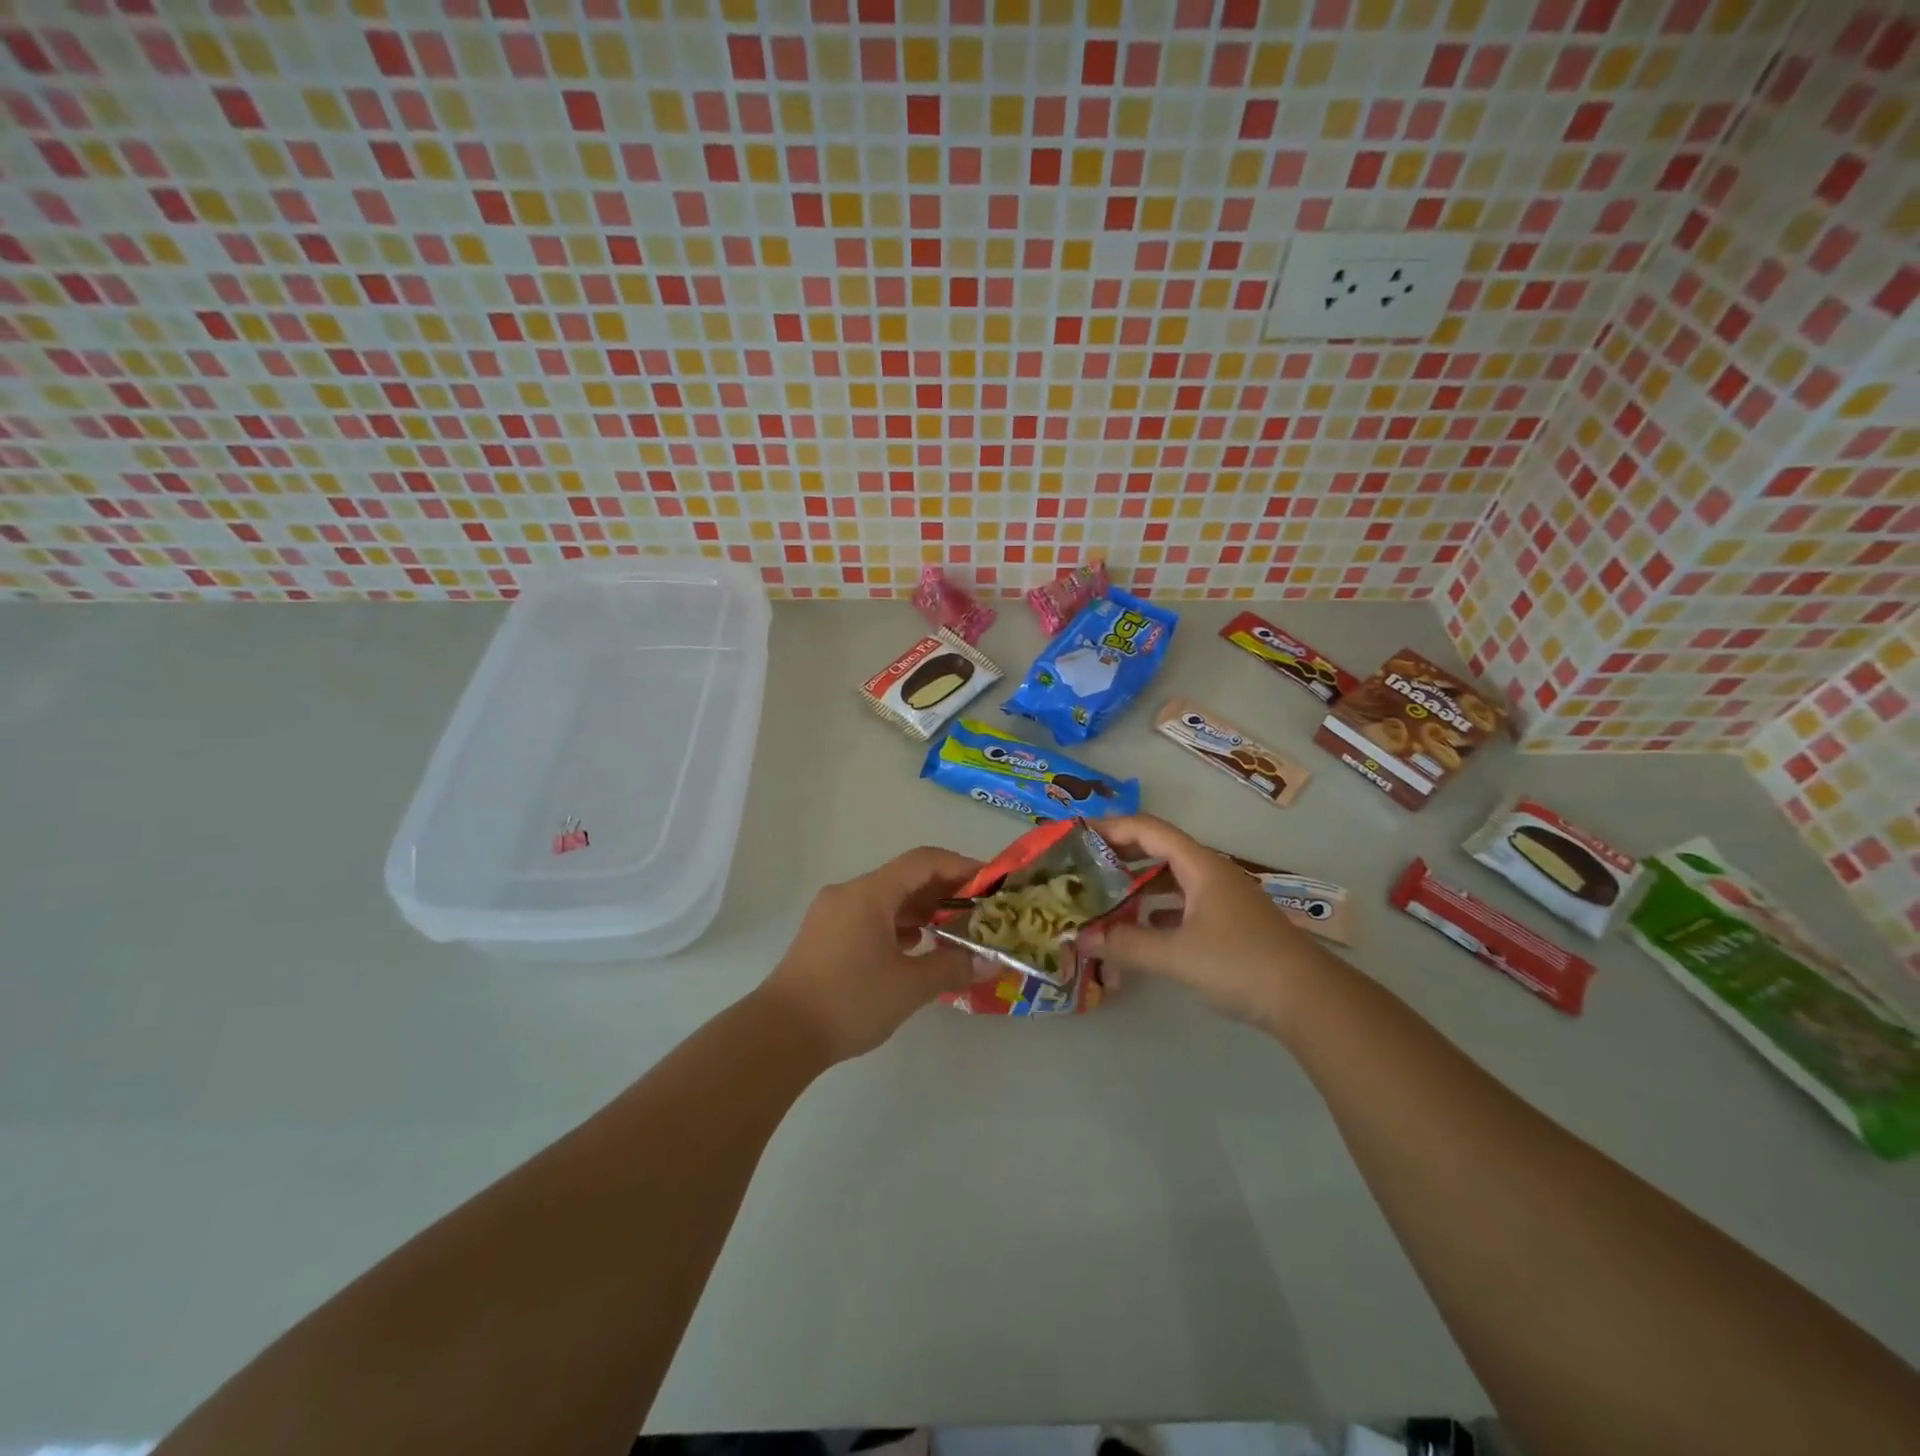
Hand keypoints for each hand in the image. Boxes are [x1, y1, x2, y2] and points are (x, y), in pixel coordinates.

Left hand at [760, 846, 981, 1062]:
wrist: (779, 1035)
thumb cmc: (849, 1001)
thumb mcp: (909, 987)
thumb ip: (952, 967)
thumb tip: (990, 961)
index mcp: (870, 893)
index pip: (923, 862)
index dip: (961, 866)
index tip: (991, 882)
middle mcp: (849, 893)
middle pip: (905, 877)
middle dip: (944, 890)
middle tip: (980, 910)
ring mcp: (832, 914)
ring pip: (886, 898)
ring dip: (921, 909)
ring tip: (954, 929)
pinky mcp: (824, 936)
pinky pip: (870, 916)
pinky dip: (898, 924)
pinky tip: (916, 946)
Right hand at [1075, 814, 1325, 1031]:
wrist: (1308, 999)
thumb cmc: (1239, 963)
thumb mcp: (1176, 955)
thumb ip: (1125, 945)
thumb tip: (1080, 938)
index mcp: (1199, 865)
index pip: (1148, 830)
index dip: (1111, 827)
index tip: (1077, 833)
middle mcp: (1211, 872)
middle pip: (1159, 849)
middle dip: (1120, 853)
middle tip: (1083, 864)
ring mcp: (1222, 898)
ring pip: (1171, 878)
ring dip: (1138, 883)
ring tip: (1104, 894)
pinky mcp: (1229, 923)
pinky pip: (1183, 903)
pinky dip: (1157, 908)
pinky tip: (1140, 927)